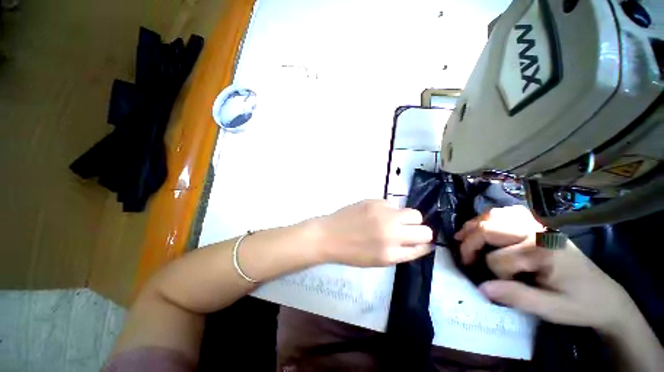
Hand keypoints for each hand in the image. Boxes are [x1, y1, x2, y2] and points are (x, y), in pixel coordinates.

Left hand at [312, 200, 433, 266]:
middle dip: (418, 229)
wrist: (329, 235)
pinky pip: (392, 205)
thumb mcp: (379, 260)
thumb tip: (424, 244)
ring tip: (388, 222)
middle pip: (423, 225)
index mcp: (391, 252)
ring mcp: (383, 213)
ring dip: (404, 218)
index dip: (423, 242)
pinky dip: (389, 211)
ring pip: (411, 212)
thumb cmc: (352, 252)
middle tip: (404, 231)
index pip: (423, 243)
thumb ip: (403, 252)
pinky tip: (375, 215)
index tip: (418, 240)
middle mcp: (391, 231)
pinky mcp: (374, 201)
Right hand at [456, 206, 633, 332]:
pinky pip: (506, 212)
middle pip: (489, 228)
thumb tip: (481, 287)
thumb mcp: (551, 309)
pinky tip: (483, 226)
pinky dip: (488, 218)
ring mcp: (538, 225)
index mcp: (543, 251)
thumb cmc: (579, 303)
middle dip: (470, 242)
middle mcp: (537, 231)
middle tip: (463, 257)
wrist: (605, 295)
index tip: (496, 286)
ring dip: (474, 225)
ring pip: (494, 215)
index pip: (499, 259)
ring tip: (462, 236)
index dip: (493, 274)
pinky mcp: (538, 225)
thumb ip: (516, 297)